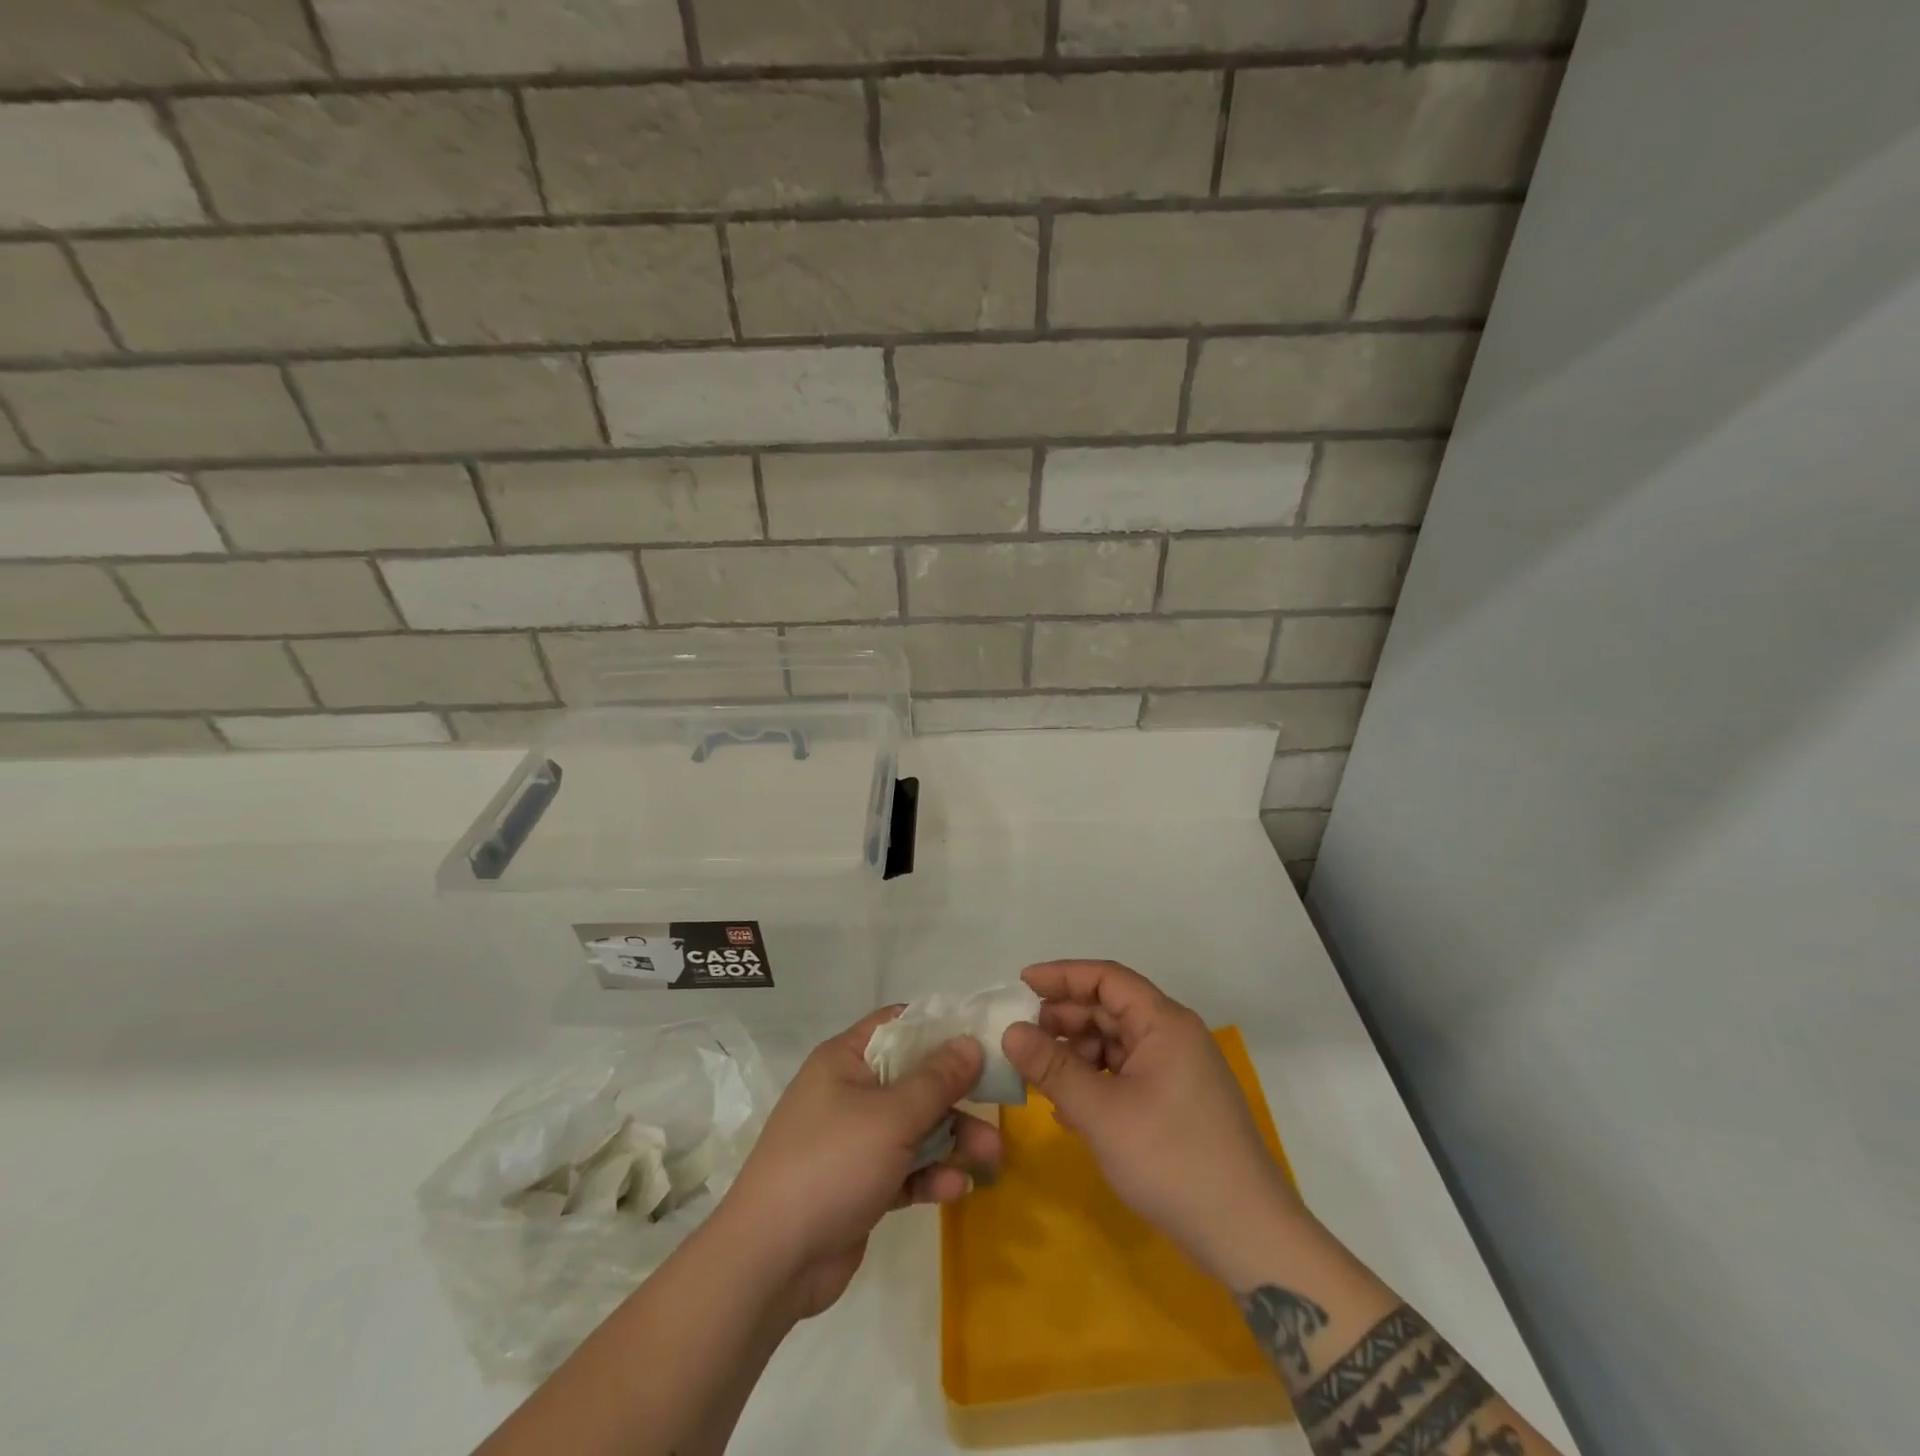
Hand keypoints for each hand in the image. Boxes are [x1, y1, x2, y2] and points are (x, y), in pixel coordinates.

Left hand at [717, 1007, 1001, 1319]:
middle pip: (914, 1080)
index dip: (940, 1027)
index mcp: (846, 1060)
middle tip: (1000, 1106)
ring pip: (915, 1127)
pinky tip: (956, 1189)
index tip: (984, 1038)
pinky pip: (904, 1168)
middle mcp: (849, 1092)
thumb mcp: (892, 1117)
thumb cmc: (831, 1164)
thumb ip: (937, 1080)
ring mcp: (853, 1140)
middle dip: (957, 1096)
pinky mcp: (860, 1183)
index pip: (898, 1025)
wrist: (770, 1261)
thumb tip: (970, 1042)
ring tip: (992, 1159)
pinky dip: (930, 1175)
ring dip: (952, 1140)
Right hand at [1001, 960, 1308, 1280]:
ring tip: (1040, 1076)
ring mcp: (1179, 1071)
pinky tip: (1068, 1109)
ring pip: (1117, 1044)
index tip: (1021, 983)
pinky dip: (1096, 1082)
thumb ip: (1052, 1068)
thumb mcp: (1101, 1113)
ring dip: (1077, 1054)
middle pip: (1111, 1008)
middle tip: (1022, 1036)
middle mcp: (1173, 1036)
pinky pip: (1128, 1074)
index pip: (1107, 978)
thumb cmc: (1171, 1160)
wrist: (1246, 1235)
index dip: (1062, 975)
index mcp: (1164, 1023)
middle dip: (1064, 1019)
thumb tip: (1010, 1032)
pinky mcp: (1178, 1102)